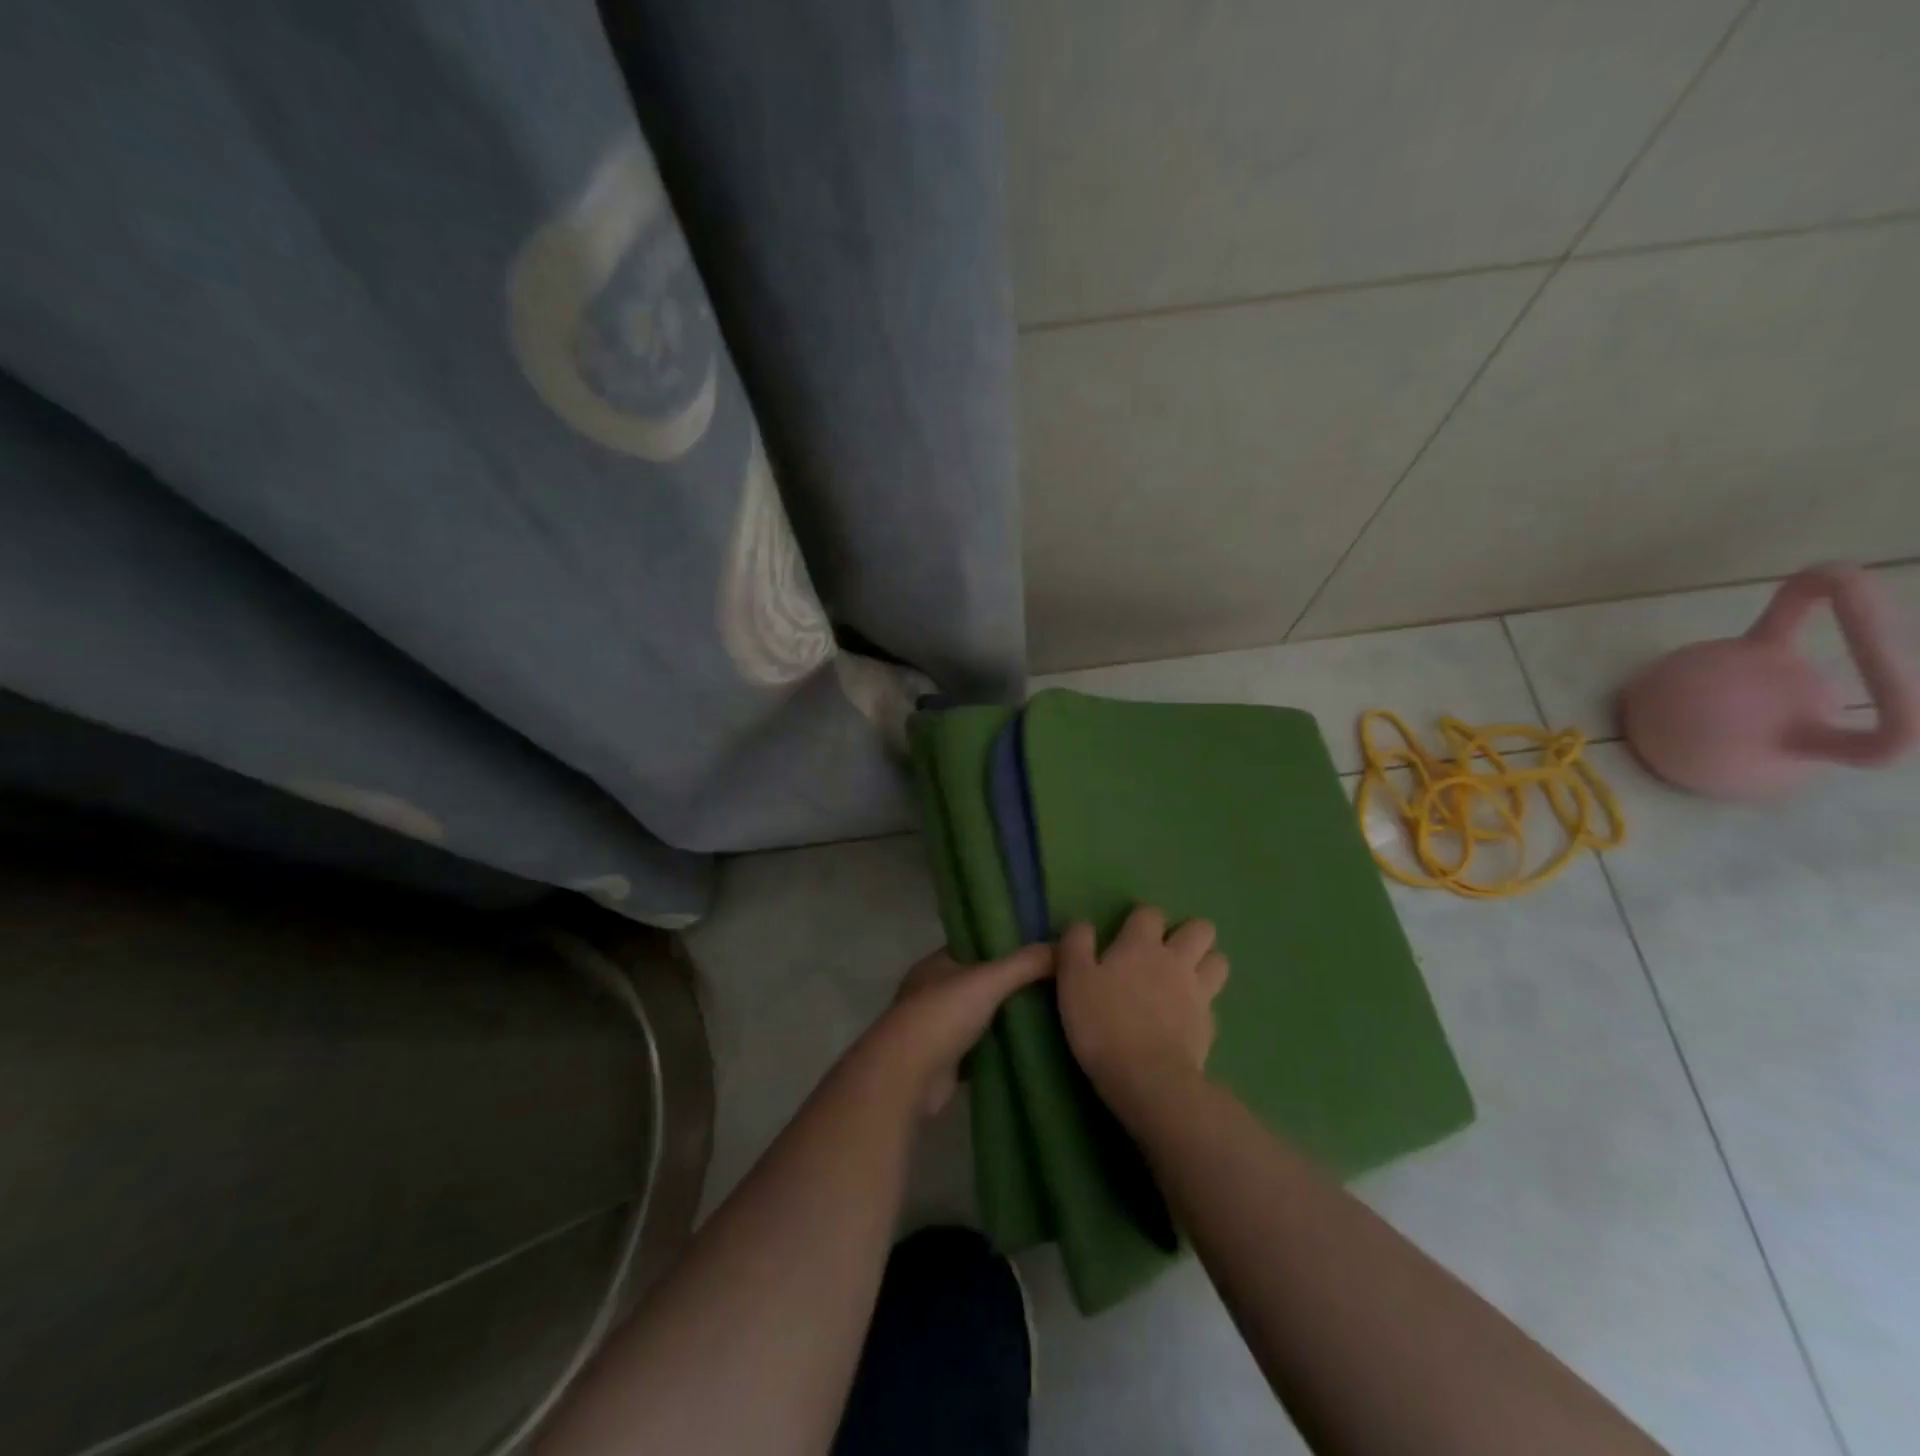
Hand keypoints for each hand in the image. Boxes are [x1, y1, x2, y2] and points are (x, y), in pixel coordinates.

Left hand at [870, 943, 1054, 1115]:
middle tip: (1054, 983)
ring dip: (1005, 1018)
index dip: (1005, 945)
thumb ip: (1026, 963)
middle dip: (1010, 985)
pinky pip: (979, 1049)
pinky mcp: (945, 1061)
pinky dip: (999, 1048)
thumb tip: (1065, 946)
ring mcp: (936, 1028)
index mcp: (936, 963)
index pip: (975, 946)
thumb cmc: (943, 1014)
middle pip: (979, 982)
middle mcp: (933, 991)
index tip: (1040, 948)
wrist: (907, 1075)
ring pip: (980, 1016)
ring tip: (1051, 1013)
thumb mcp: (989, 979)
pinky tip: (1030, 1047)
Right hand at [1057, 907, 1229, 1110]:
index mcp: (1141, 945)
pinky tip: (1187, 1018)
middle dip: (1188, 933)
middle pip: (1200, 929)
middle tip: (1166, 951)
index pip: (1150, 913)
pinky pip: (1213, 1004)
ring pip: (1218, 961)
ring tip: (1186, 977)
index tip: (1129, 931)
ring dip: (1205, 962)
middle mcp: (1175, 960)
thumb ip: (1076, 945)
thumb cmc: (1103, 1023)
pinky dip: (1203, 1005)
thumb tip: (1083, 924)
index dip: (1141, 918)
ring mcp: (1198, 992)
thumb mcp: (1073, 979)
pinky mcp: (1209, 1025)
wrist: (1148, 1078)